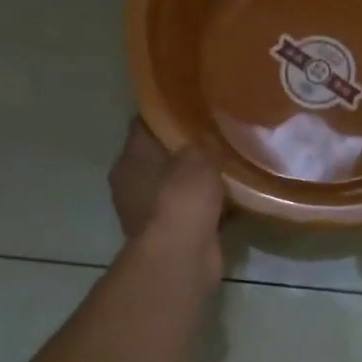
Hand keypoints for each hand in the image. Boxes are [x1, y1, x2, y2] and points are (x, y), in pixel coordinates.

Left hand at [109, 120, 225, 264]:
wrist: (181, 258)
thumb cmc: (181, 199)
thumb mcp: (199, 157)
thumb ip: (203, 141)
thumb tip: (209, 135)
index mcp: (129, 160)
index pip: (146, 124)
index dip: (169, 112)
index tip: (195, 103)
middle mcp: (133, 184)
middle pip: (162, 155)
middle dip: (188, 146)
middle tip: (218, 131)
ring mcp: (150, 212)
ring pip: (178, 184)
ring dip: (198, 178)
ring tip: (229, 161)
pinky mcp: (170, 234)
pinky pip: (191, 209)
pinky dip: (207, 204)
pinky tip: (232, 194)